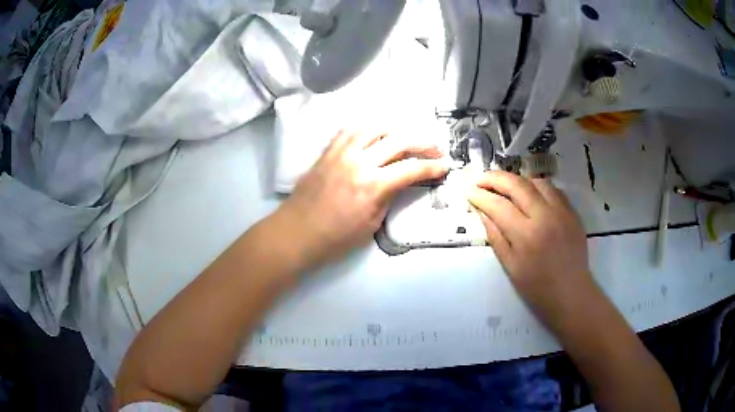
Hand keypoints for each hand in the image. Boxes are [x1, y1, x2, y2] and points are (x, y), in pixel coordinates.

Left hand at [275, 130, 447, 270]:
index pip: (412, 168)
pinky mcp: (327, 152)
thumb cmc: (336, 238)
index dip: (433, 167)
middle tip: (434, 149)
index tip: (445, 166)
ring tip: (403, 140)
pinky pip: (349, 131)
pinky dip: (366, 131)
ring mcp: (341, 153)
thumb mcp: (372, 224)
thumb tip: (399, 182)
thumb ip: (388, 197)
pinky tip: (372, 138)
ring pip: (373, 128)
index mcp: (373, 185)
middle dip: (422, 143)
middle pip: (398, 141)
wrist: (297, 233)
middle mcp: (359, 161)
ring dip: (394, 131)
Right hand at [467, 171, 592, 325]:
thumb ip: (495, 236)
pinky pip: (553, 189)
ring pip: (536, 182)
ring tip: (506, 187)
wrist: (571, 292)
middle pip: (517, 184)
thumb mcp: (510, 266)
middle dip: (495, 178)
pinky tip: (530, 194)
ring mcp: (561, 211)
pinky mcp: (572, 212)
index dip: (480, 195)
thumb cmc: (537, 287)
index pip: (498, 205)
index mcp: (525, 235)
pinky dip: (537, 187)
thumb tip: (482, 211)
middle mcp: (544, 216)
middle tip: (481, 179)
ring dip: (518, 180)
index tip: (468, 191)